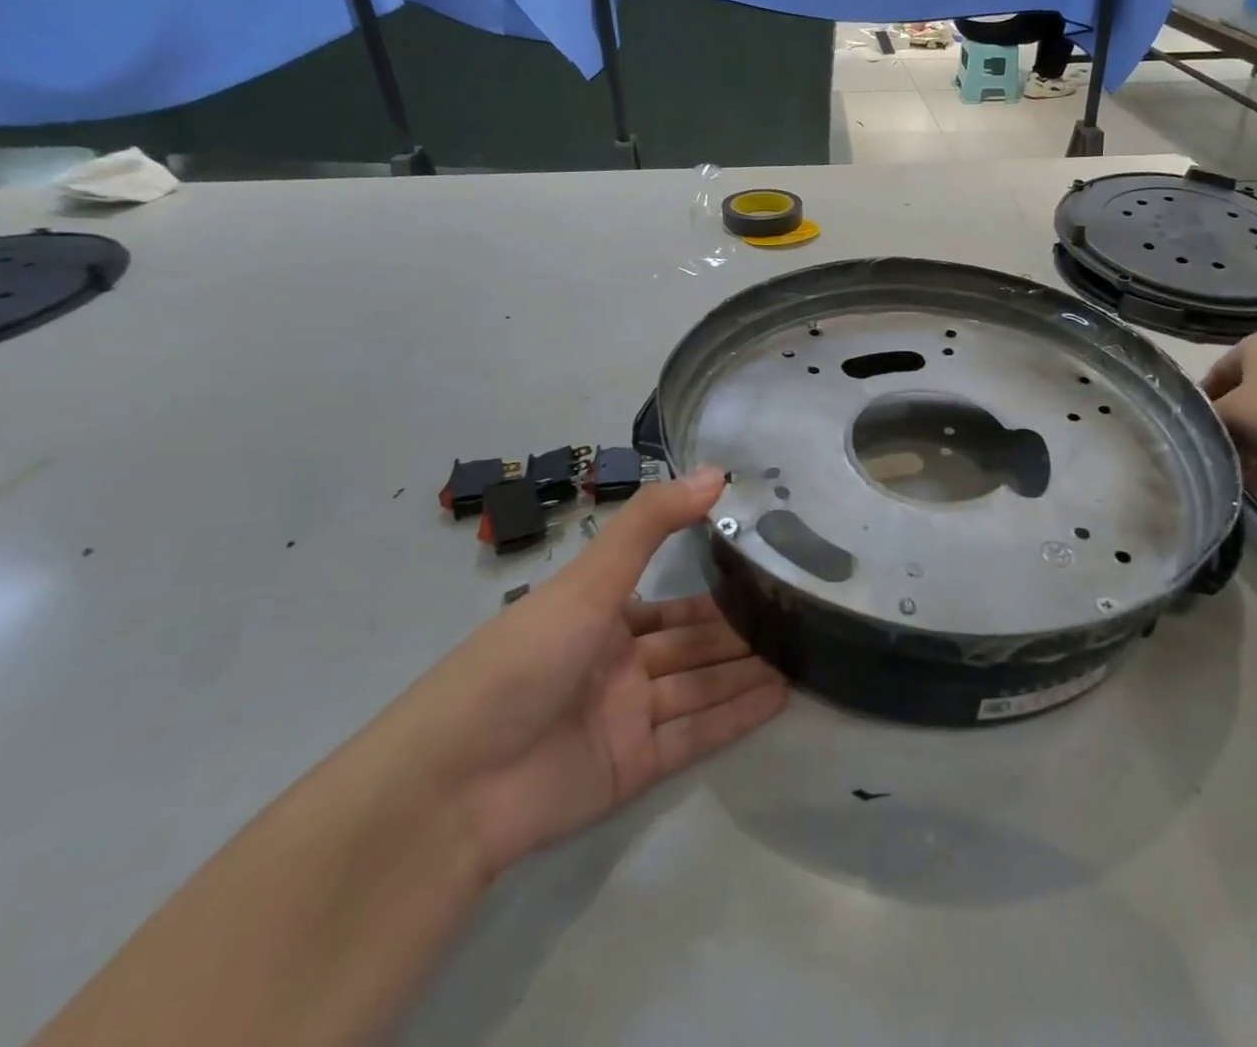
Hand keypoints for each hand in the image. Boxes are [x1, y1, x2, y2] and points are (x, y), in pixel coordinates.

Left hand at [375, 467, 786, 879]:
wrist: (453, 785)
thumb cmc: (523, 660)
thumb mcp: (588, 580)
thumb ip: (652, 524)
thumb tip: (716, 472)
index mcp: (599, 617)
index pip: (672, 602)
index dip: (717, 590)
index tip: (767, 574)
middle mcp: (617, 664)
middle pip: (692, 645)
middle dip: (740, 633)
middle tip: (800, 617)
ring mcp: (626, 717)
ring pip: (700, 687)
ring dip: (746, 672)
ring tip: (804, 654)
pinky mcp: (633, 767)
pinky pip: (695, 734)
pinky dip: (736, 716)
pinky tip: (781, 696)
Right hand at [1201, 328, 1256, 489]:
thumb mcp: (1231, 414)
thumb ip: (1209, 420)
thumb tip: (1202, 430)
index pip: (1216, 372)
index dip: (1201, 403)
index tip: (1192, 431)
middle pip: (1246, 396)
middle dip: (1230, 428)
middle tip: (1216, 454)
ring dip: (1253, 446)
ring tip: (1237, 474)